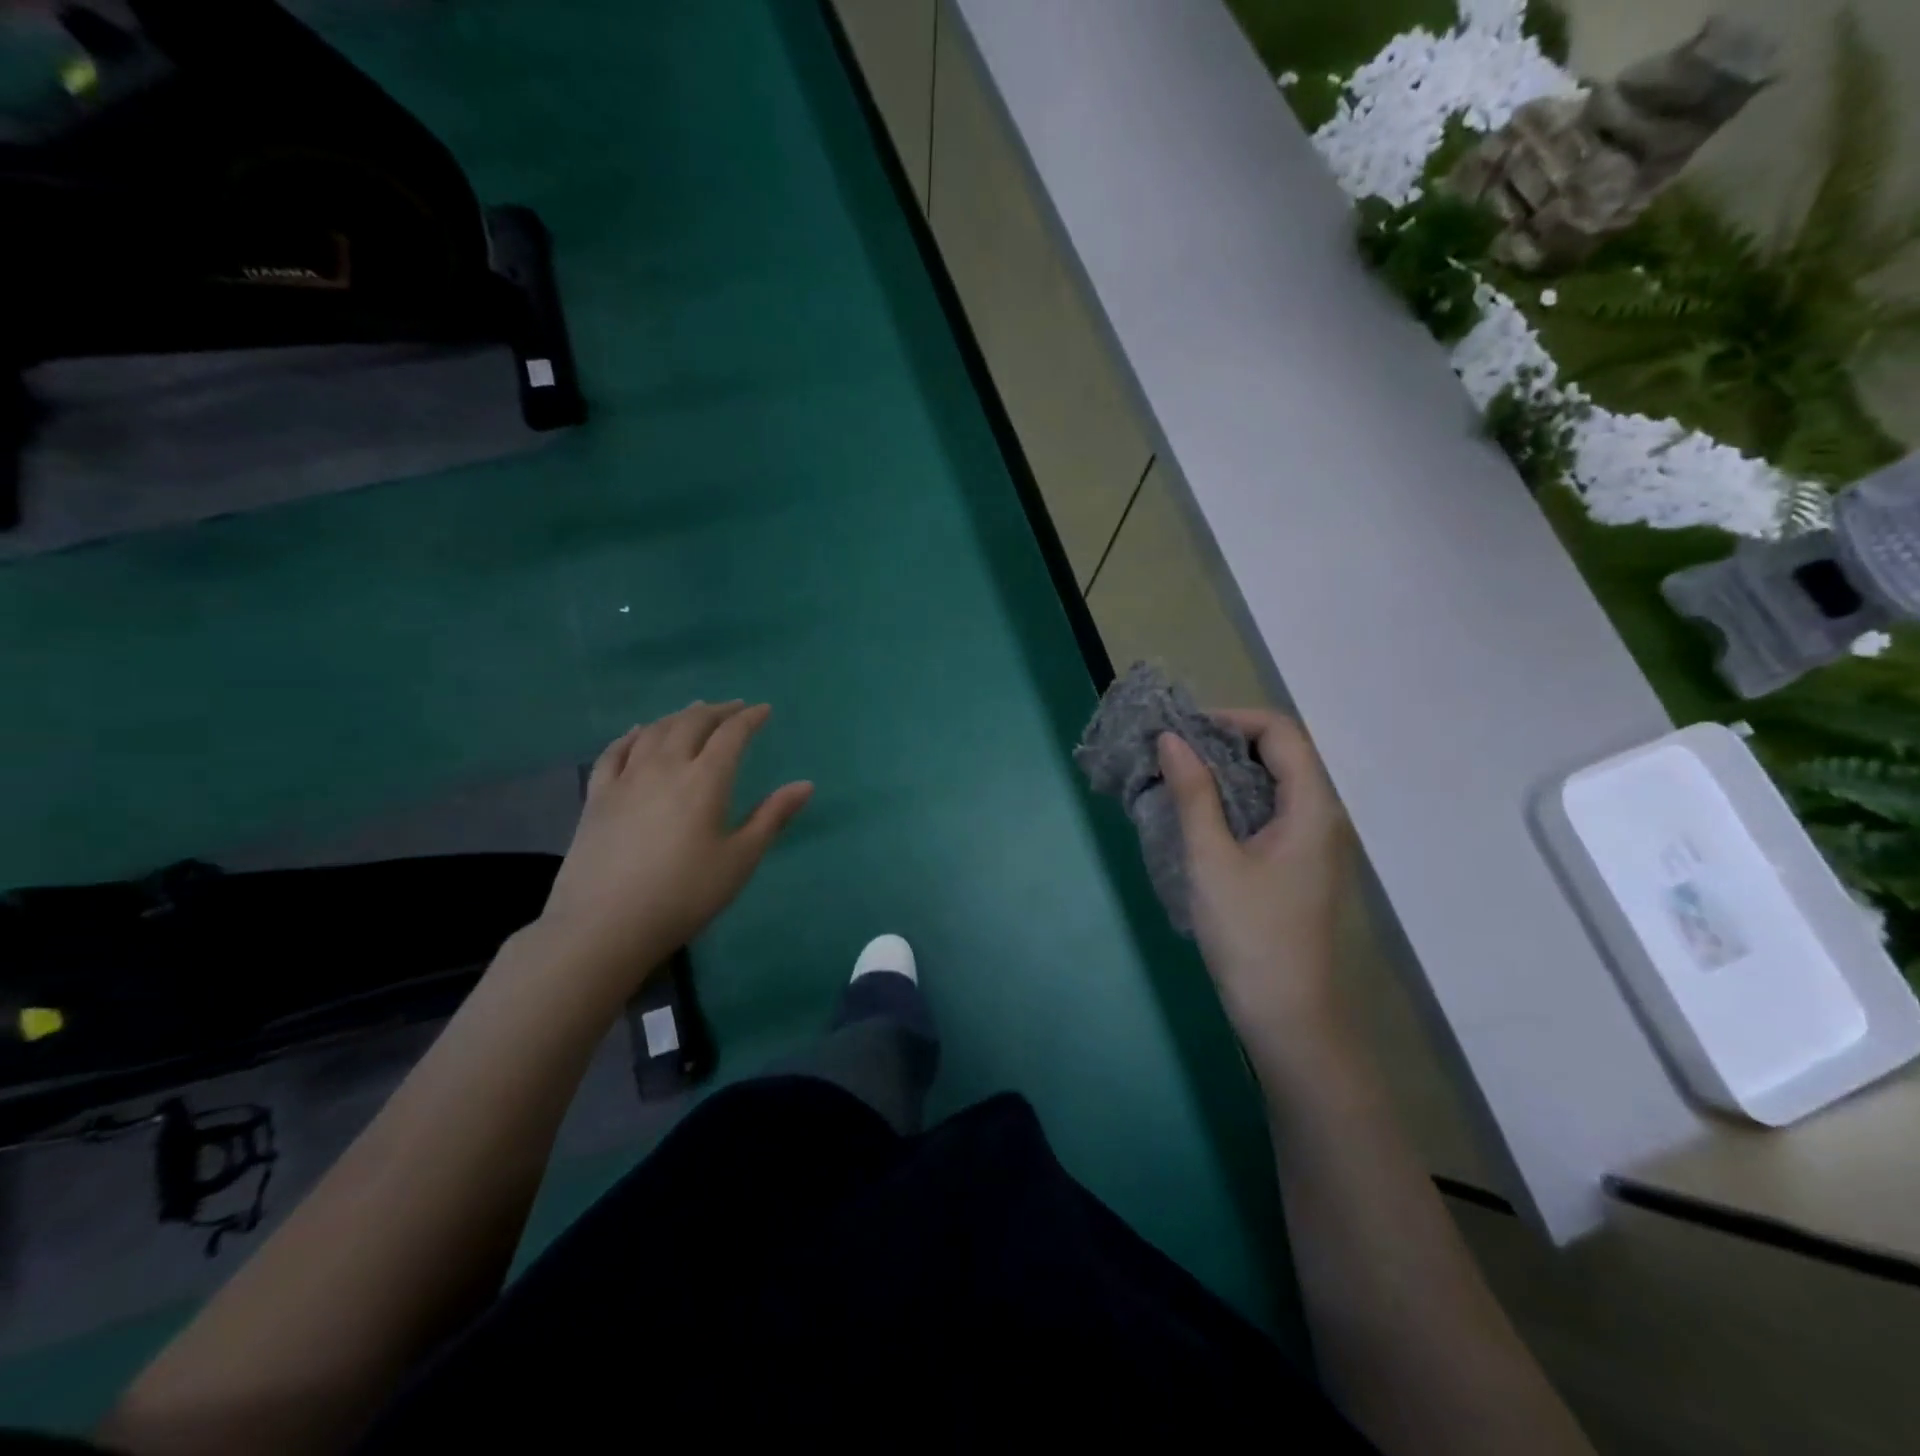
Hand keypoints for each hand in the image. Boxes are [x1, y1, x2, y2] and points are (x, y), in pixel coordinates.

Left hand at [535, 702, 812, 996]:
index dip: (749, 718)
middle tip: (733, 707)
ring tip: (693, 711)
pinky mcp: (597, 796)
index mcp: (705, 780)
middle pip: (691, 723)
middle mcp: (665, 767)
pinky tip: (637, 732)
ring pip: (654, 731)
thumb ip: (772, 817)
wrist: (605, 925)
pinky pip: (614, 751)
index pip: (731, 735)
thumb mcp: (739, 860)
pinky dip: (632, 734)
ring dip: (678, 716)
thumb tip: (806, 784)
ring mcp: (626, 778)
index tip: (763, 710)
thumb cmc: (684, 895)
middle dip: (717, 711)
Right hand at [1158, 709, 1352, 1056]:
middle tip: (1172, 753)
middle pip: (1281, 754)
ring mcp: (1313, 844)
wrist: (1289, 1018)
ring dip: (1227, 772)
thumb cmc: (1250, 935)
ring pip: (1273, 784)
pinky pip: (1270, 813)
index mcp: (1313, 808)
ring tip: (1178, 778)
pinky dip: (1235, 801)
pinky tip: (1199, 816)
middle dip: (1225, 742)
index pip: (1281, 732)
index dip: (1231, 719)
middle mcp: (1322, 817)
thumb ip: (1193, 793)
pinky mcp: (1299, 866)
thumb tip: (1171, 740)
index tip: (1182, 732)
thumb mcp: (1212, 859)